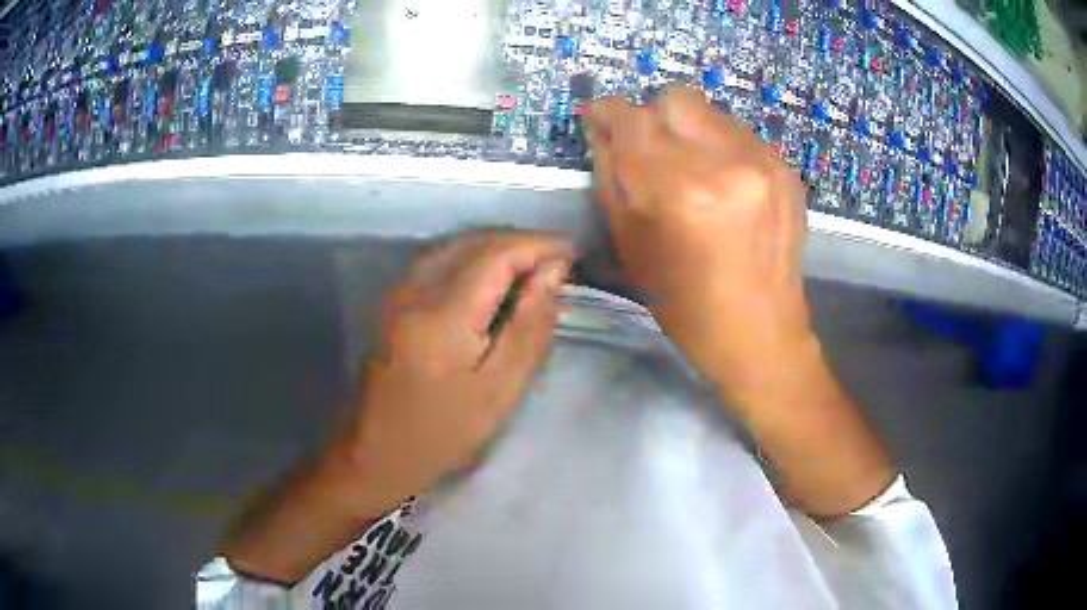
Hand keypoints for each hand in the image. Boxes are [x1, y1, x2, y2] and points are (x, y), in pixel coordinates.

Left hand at [339, 230, 573, 512]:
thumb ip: (528, 329)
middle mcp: (416, 288)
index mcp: (443, 313)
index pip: (498, 253)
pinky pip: (441, 260)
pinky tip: (493, 280)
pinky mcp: (394, 300)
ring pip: (457, 245)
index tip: (573, 253)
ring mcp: (400, 291)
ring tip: (534, 269)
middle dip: (522, 243)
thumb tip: (552, 275)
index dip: (539, 245)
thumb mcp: (498, 392)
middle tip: (559, 264)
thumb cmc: (441, 434)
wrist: (376, 451)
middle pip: (476, 241)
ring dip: (499, 248)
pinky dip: (475, 259)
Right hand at [587, 86, 813, 404]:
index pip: (632, 118)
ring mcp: (763, 162)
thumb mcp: (630, 245)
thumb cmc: (685, 303)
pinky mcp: (786, 169)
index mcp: (677, 188)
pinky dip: (721, 148)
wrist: (761, 332)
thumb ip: (611, 177)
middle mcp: (725, 161)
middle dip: (654, 116)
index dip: (608, 112)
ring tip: (693, 171)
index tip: (601, 121)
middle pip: (676, 98)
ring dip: (690, 131)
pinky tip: (725, 185)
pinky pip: (739, 135)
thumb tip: (604, 133)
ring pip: (711, 112)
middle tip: (651, 149)